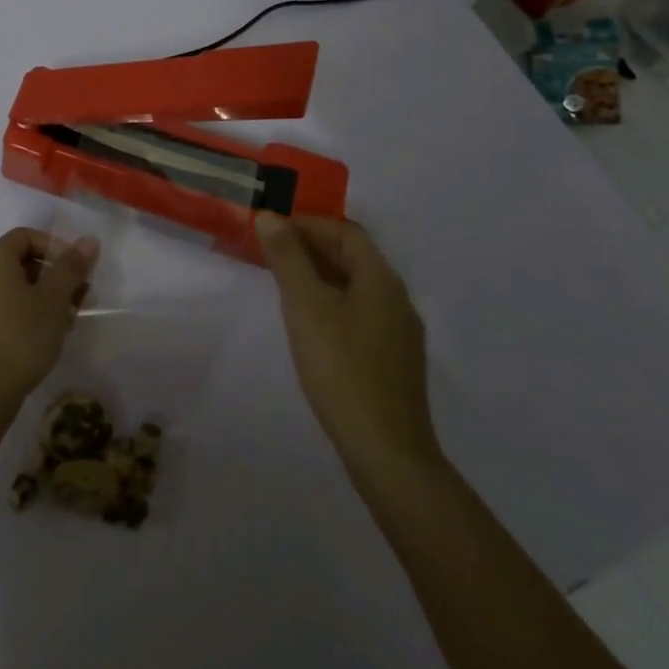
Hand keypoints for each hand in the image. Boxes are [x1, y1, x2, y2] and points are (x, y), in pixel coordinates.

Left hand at [0, 227, 98, 409]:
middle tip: (80, 296)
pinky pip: (2, 306)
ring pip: (13, 286)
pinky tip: (46, 334)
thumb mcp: (54, 298)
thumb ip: (71, 266)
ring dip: (43, 296)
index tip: (78, 269)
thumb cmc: (22, 335)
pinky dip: (26, 311)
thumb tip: (88, 239)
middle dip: (54, 275)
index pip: (27, 236)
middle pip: (21, 261)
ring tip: (69, 318)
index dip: (56, 247)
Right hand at [256, 213, 441, 476]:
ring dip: (320, 275)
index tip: (271, 228)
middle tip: (270, 252)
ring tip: (282, 283)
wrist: (386, 451)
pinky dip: (331, 303)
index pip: (346, 232)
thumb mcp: (305, 306)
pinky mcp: (393, 362)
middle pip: (353, 257)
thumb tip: (270, 216)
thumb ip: (287, 258)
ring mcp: (399, 333)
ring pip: (355, 287)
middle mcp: (397, 299)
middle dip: (311, 247)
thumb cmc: (342, 368)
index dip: (308, 223)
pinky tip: (309, 323)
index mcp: (381, 279)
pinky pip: (359, 313)